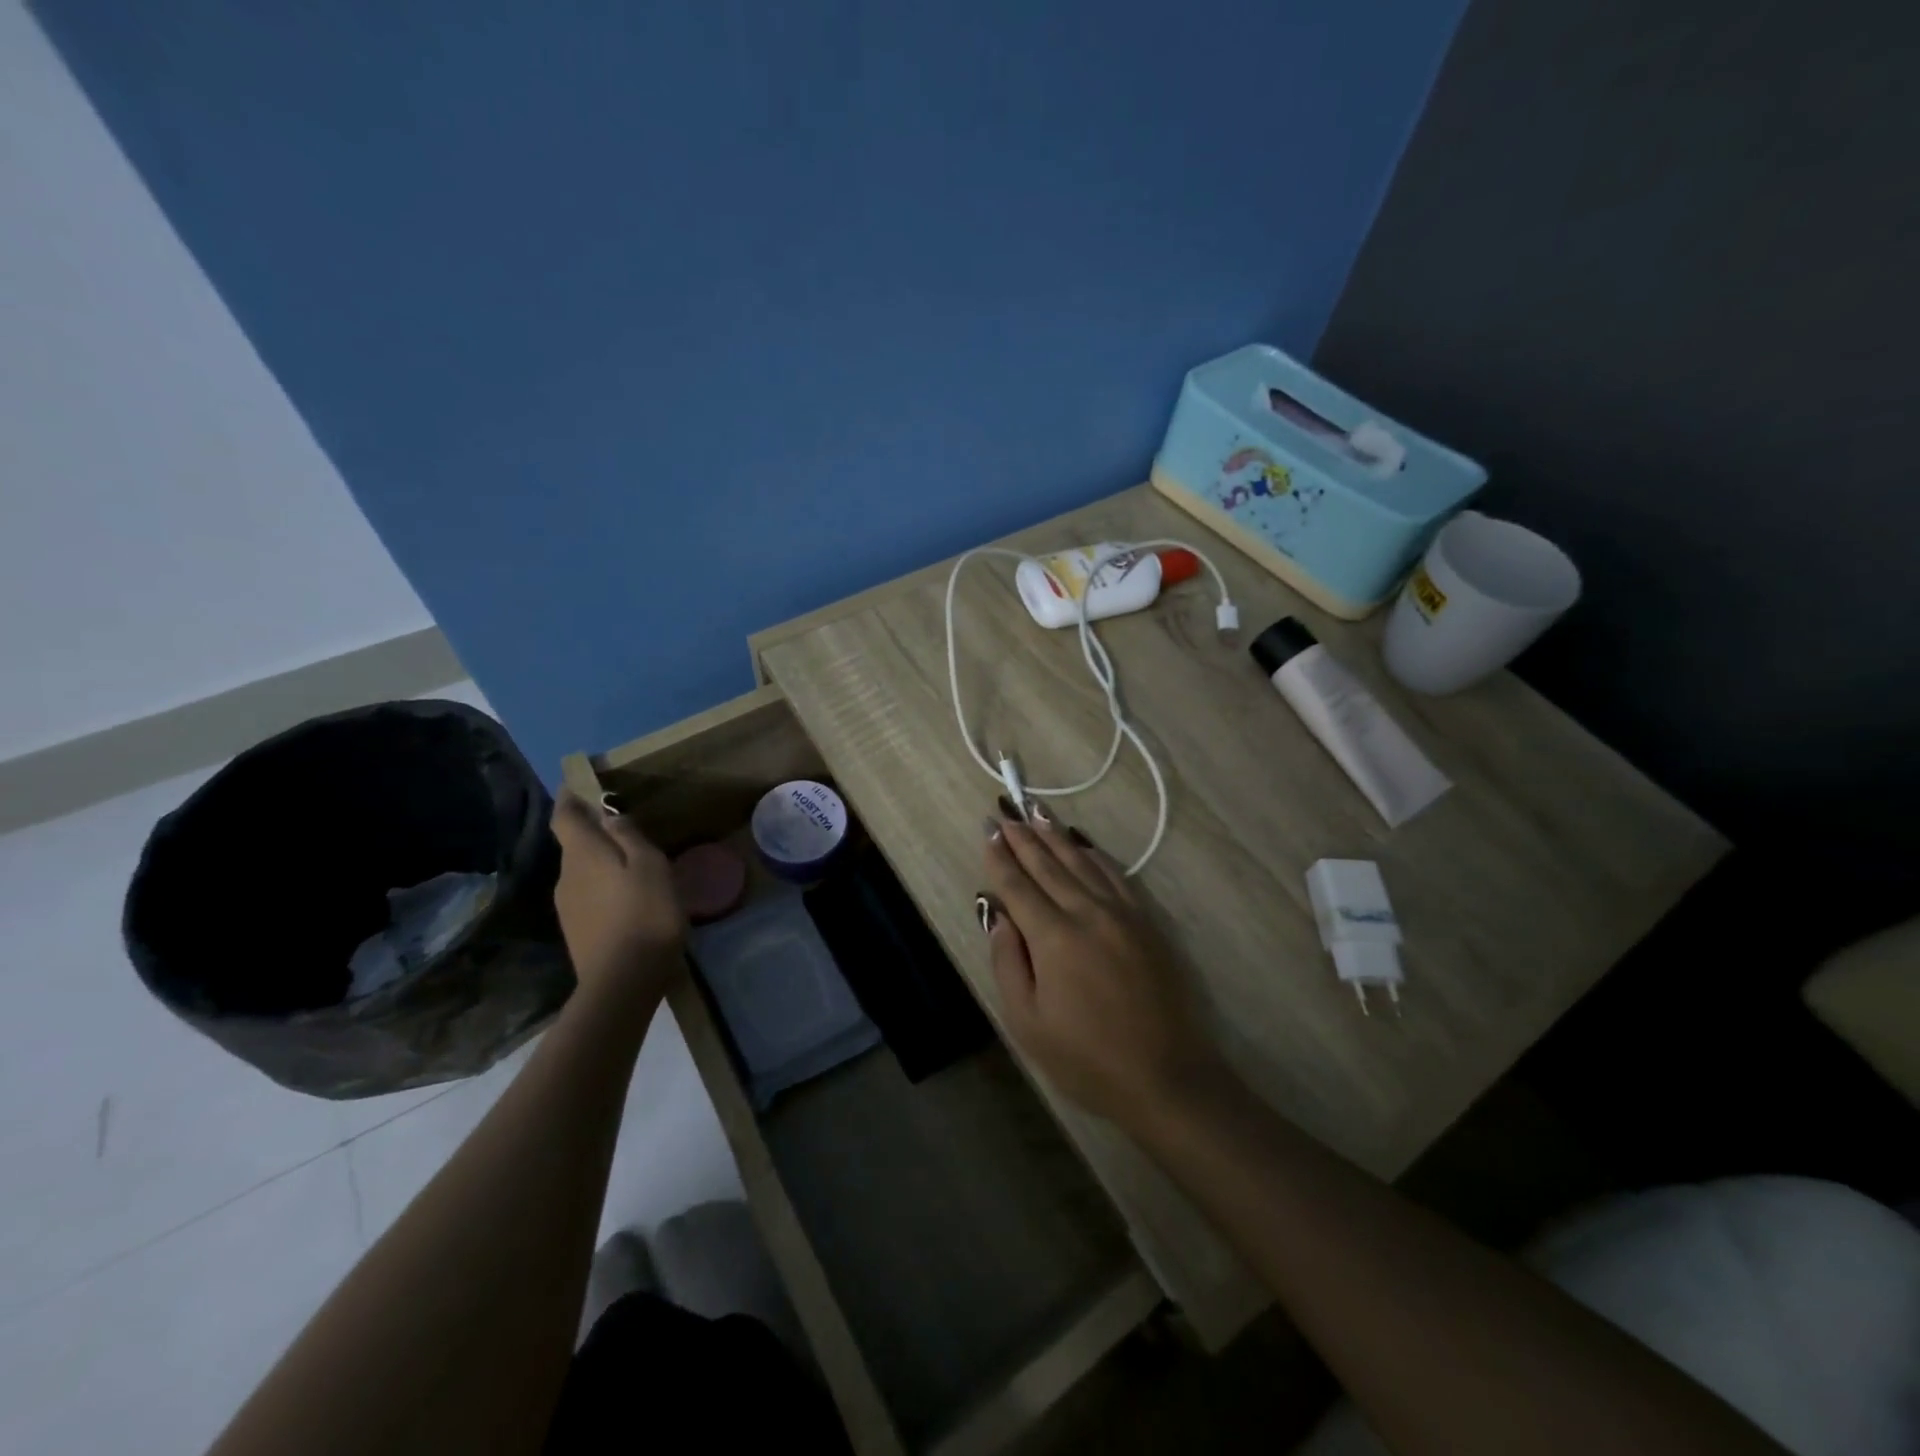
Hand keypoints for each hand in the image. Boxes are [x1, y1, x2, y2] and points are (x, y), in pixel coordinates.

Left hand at [550, 791, 686, 1003]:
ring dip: (602, 862)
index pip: (565, 817)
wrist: (623, 982)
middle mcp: (567, 876)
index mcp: (582, 855)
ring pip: (583, 872)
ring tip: (633, 864)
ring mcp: (568, 907)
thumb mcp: (649, 866)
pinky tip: (629, 898)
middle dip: (593, 832)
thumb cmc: (644, 913)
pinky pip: (589, 896)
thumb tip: (609, 816)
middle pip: (575, 845)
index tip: (578, 783)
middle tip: (624, 826)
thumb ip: (629, 837)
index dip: (569, 797)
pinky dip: (605, 887)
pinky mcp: (578, 932)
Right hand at [981, 805, 1224, 1131]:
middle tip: (1006, 811)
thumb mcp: (1027, 1021)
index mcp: (1053, 937)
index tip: (988, 830)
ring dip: (1056, 836)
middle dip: (1024, 837)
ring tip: (1038, 813)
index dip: (1000, 857)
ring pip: (1082, 863)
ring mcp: (1122, 914)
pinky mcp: (1147, 922)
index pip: (1018, 885)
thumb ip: (1007, 961)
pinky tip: (1084, 845)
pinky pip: (1116, 875)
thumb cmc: (1086, 1058)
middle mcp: (1087, 913)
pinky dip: (1095, 855)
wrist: (1166, 1076)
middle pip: (1049, 865)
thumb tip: (997, 914)